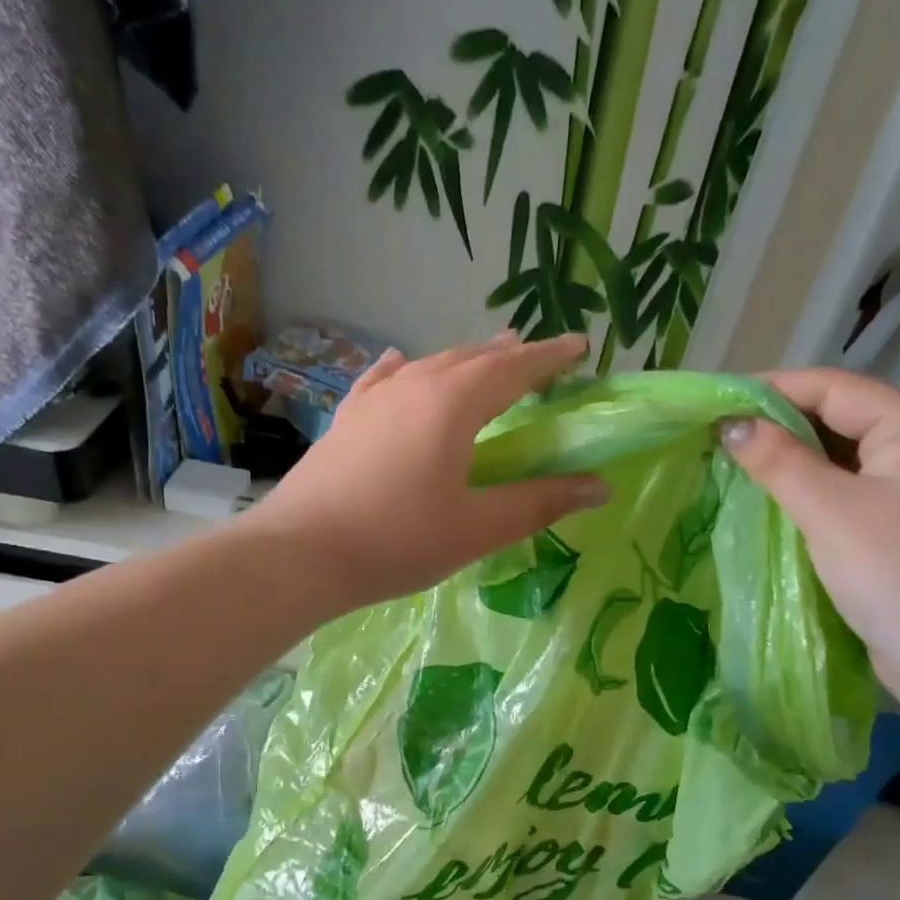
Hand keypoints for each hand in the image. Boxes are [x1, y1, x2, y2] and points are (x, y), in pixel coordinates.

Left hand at [243, 331, 609, 611]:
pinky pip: (383, 381)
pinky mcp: (345, 420)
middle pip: (471, 358)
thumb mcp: (477, 528)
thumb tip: (599, 486)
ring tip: (484, 358)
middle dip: (508, 355)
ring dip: (463, 360)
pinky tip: (402, 363)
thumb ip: (539, 503)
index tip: (578, 346)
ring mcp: (373, 400)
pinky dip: (405, 370)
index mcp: (453, 405)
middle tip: (536, 355)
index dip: (549, 357)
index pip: (513, 369)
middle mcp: (413, 386)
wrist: (300, 553)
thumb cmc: (398, 541)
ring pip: (429, 365)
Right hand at [719, 368, 899, 699]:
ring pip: (841, 460)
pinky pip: (845, 494)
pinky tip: (770, 503)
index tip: (717, 402)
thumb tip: (731, 425)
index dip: (774, 388)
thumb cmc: (898, 574)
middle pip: (840, 419)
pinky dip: (806, 492)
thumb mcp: (830, 511)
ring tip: (734, 465)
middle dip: (779, 424)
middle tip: (719, 437)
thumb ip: (779, 461)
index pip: (835, 388)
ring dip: (790, 460)